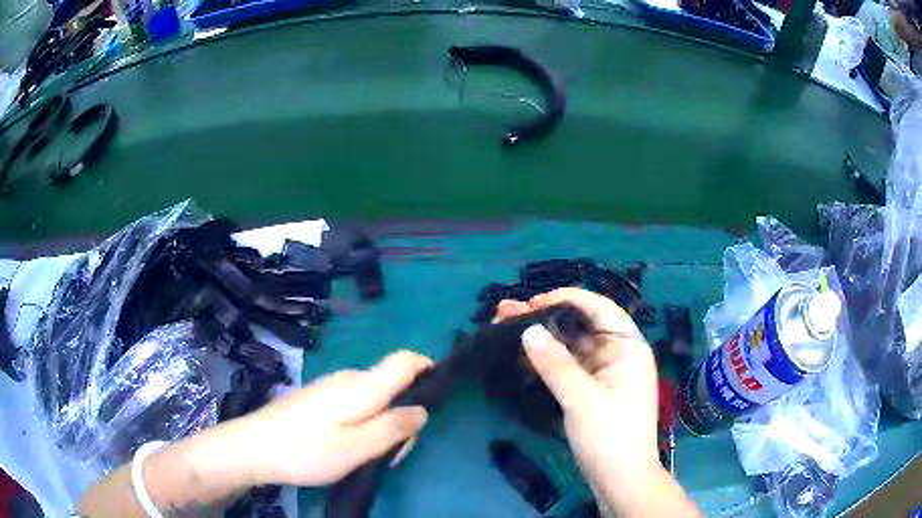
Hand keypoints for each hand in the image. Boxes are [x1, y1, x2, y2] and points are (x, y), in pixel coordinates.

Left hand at [242, 350, 431, 486]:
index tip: (436, 397)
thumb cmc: (307, 450)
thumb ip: (394, 428)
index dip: (427, 368)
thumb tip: (423, 410)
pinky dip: (365, 422)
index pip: (405, 360)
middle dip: (404, 414)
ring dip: (384, 423)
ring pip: (374, 397)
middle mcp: (349, 378)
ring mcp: (330, 387)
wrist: (254, 447)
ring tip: (369, 456)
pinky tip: (348, 446)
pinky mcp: (318, 398)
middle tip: (393, 454)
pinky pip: (355, 403)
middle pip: (392, 384)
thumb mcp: (357, 448)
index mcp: (363, 387)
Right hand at [493, 288, 663, 510]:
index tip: (533, 302)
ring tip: (505, 327)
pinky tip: (522, 356)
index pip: (599, 308)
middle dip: (545, 318)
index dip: (567, 299)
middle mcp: (618, 355)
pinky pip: (569, 368)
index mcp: (628, 347)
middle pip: (580, 327)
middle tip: (507, 312)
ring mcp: (605, 375)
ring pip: (571, 348)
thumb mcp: (581, 398)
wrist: (620, 480)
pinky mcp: (593, 392)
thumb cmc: (609, 436)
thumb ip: (555, 363)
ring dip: (542, 339)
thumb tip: (528, 330)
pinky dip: (548, 361)